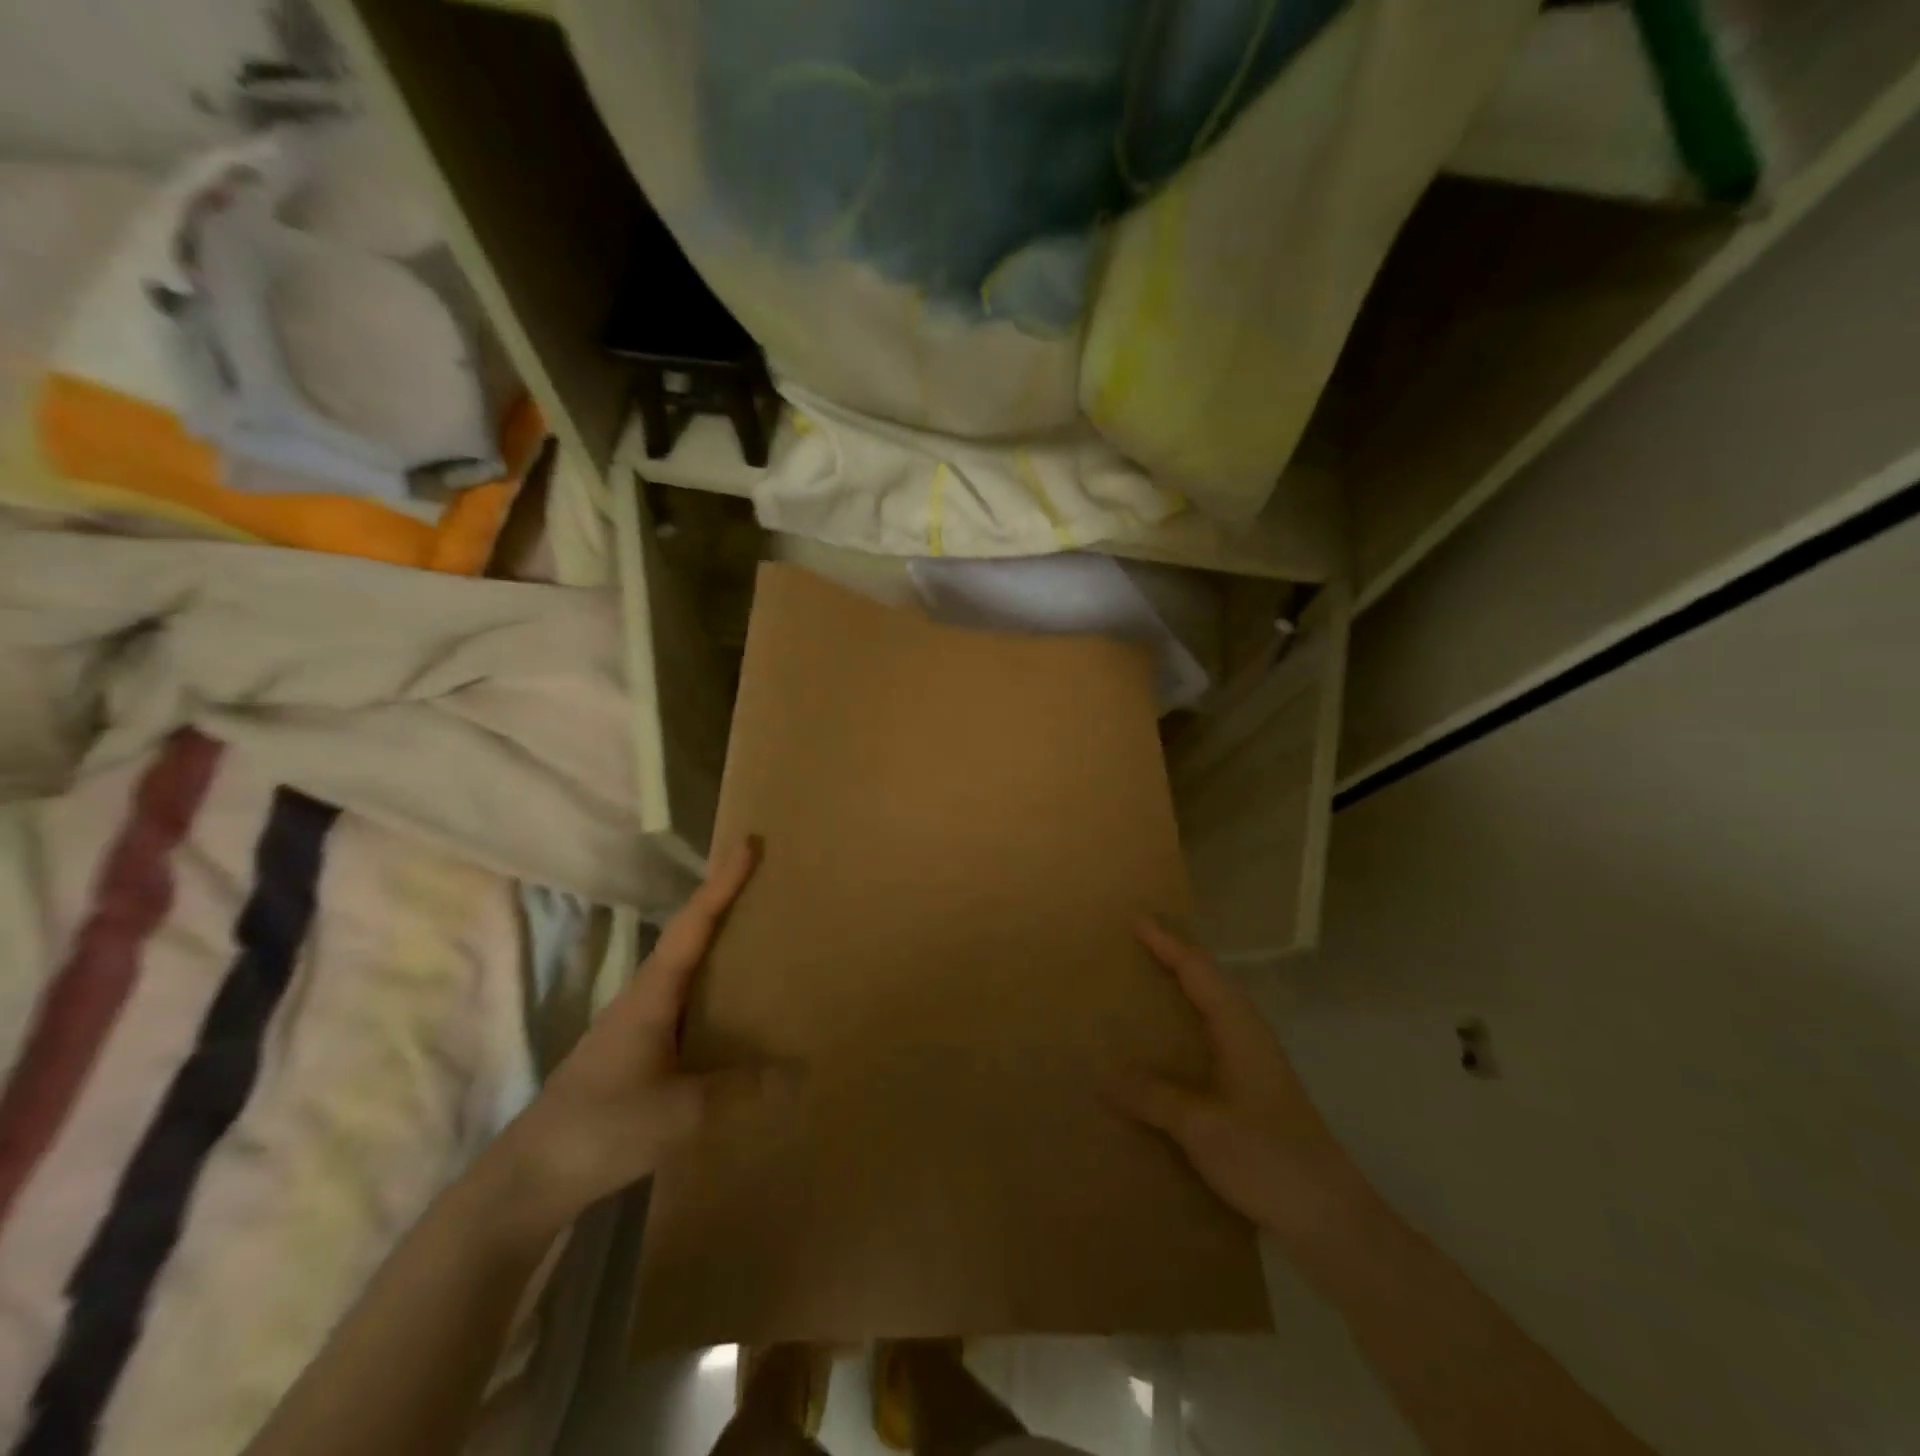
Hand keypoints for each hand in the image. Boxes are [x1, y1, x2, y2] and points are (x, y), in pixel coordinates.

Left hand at [487, 837, 780, 1239]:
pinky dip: (710, 986)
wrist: (529, 1180)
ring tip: (757, 934)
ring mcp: (635, 1026)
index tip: (747, 843)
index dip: (722, 883)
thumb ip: (741, 1090)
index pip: (692, 925)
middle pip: (688, 935)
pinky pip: (682, 1002)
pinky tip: (730, 1008)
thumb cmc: (602, 1129)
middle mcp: (643, 998)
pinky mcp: (634, 1053)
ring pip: (684, 969)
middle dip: (722, 902)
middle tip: (762, 879)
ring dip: (716, 943)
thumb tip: (798, 1072)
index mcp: (651, 994)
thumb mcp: (681, 1113)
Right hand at [1108, 919, 1365, 1246]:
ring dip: (1179, 993)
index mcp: (1239, 1028)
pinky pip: (1209, 1042)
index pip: (1197, 970)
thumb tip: (1102, 1077)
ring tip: (1140, 989)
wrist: (1332, 1221)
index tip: (1135, 918)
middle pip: (1207, 981)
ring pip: (1210, 1011)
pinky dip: (1184, 1029)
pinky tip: (1162, 1053)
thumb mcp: (1201, 1126)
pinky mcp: (1252, 1092)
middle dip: (1172, 958)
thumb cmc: (1268, 1158)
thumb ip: (1151, 1096)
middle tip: (1133, 946)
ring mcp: (1253, 1065)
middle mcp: (1248, 1036)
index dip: (1166, 942)